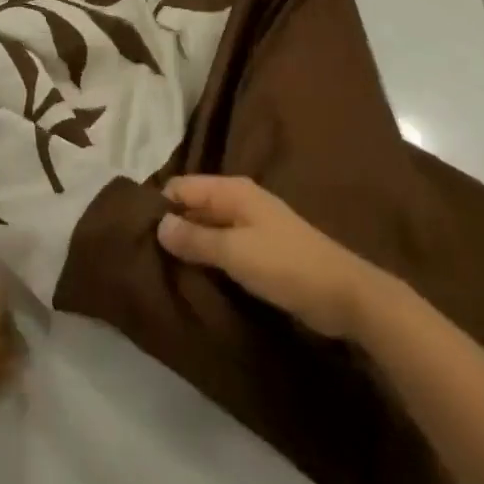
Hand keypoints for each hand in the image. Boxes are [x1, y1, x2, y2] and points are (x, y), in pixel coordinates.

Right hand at [157, 176, 370, 338]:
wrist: (346, 295)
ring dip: (190, 245)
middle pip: (193, 206)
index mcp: (232, 191)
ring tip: (163, 268)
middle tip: (145, 255)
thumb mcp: (235, 252)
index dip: (160, 206)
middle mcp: (239, 201)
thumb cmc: (287, 266)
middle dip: (172, 226)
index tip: (137, 233)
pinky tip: (194, 276)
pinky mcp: (261, 251)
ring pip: (208, 228)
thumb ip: (195, 239)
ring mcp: (252, 226)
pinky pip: (223, 247)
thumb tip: (158, 224)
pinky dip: (209, 257)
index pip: (182, 187)